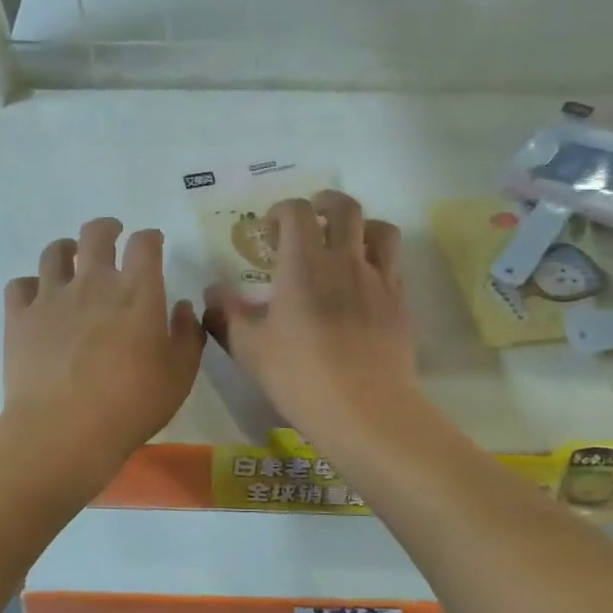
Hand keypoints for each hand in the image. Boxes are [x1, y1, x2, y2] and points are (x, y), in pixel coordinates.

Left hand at [2, 218, 204, 482]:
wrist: (63, 431)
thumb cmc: (132, 404)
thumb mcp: (180, 374)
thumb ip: (187, 335)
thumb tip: (183, 307)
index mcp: (137, 291)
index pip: (145, 244)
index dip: (150, 238)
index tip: (153, 243)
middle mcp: (93, 282)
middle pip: (96, 233)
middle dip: (107, 228)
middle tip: (113, 235)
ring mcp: (51, 297)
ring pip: (54, 252)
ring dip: (67, 249)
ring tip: (72, 258)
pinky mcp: (19, 318)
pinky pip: (20, 285)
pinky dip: (31, 285)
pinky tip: (38, 297)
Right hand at [203, 191, 416, 436]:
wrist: (365, 409)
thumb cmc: (300, 377)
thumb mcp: (249, 349)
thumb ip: (226, 315)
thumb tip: (212, 292)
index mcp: (304, 264)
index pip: (297, 212)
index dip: (282, 211)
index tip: (271, 229)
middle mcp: (345, 261)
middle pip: (344, 208)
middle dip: (325, 203)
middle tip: (311, 218)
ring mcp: (379, 280)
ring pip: (380, 230)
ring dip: (361, 226)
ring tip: (347, 243)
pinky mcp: (400, 303)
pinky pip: (394, 265)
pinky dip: (379, 260)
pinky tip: (365, 283)